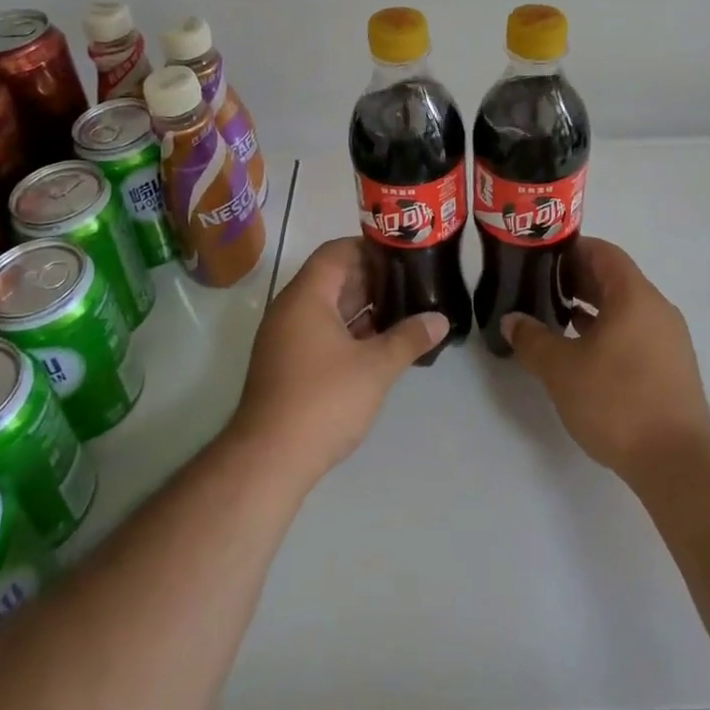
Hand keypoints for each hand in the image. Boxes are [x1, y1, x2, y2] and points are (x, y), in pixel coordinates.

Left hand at [230, 237, 447, 487]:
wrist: (269, 460)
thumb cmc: (323, 400)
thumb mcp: (375, 367)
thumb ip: (409, 338)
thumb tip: (440, 319)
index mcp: (306, 296)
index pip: (336, 252)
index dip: (369, 248)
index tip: (403, 255)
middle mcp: (290, 310)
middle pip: (333, 279)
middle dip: (372, 279)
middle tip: (412, 282)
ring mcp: (286, 339)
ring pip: (328, 309)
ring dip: (363, 308)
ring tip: (404, 310)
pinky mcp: (288, 365)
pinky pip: (321, 333)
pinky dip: (349, 331)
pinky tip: (380, 344)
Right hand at [504, 237, 709, 480]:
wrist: (678, 462)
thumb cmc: (617, 402)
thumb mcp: (561, 369)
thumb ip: (532, 339)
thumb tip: (512, 320)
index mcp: (634, 295)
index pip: (603, 252)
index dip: (571, 250)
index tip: (541, 259)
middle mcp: (657, 308)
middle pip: (615, 278)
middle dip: (578, 279)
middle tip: (541, 288)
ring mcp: (670, 339)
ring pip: (626, 308)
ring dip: (593, 307)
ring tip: (558, 319)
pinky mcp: (673, 367)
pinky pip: (636, 332)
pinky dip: (610, 331)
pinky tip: (585, 353)